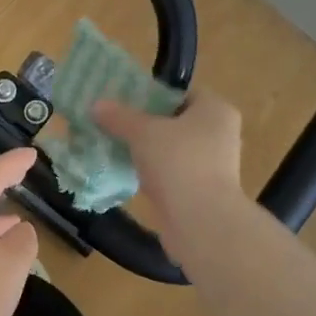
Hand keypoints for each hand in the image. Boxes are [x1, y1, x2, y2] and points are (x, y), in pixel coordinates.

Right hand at [94, 90, 244, 244]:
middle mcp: (220, 135)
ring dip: (147, 151)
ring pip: (172, 150)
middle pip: (175, 122)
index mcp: (215, 111)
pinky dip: (152, 173)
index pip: (181, 93)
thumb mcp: (142, 132)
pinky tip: (127, 173)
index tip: (124, 101)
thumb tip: (96, 105)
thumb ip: (119, 117)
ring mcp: (213, 166)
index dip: (152, 94)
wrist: (200, 221)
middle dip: (145, 124)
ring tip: (114, 147)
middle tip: (114, 123)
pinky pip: (171, 174)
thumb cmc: (178, 162)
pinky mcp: (201, 192)